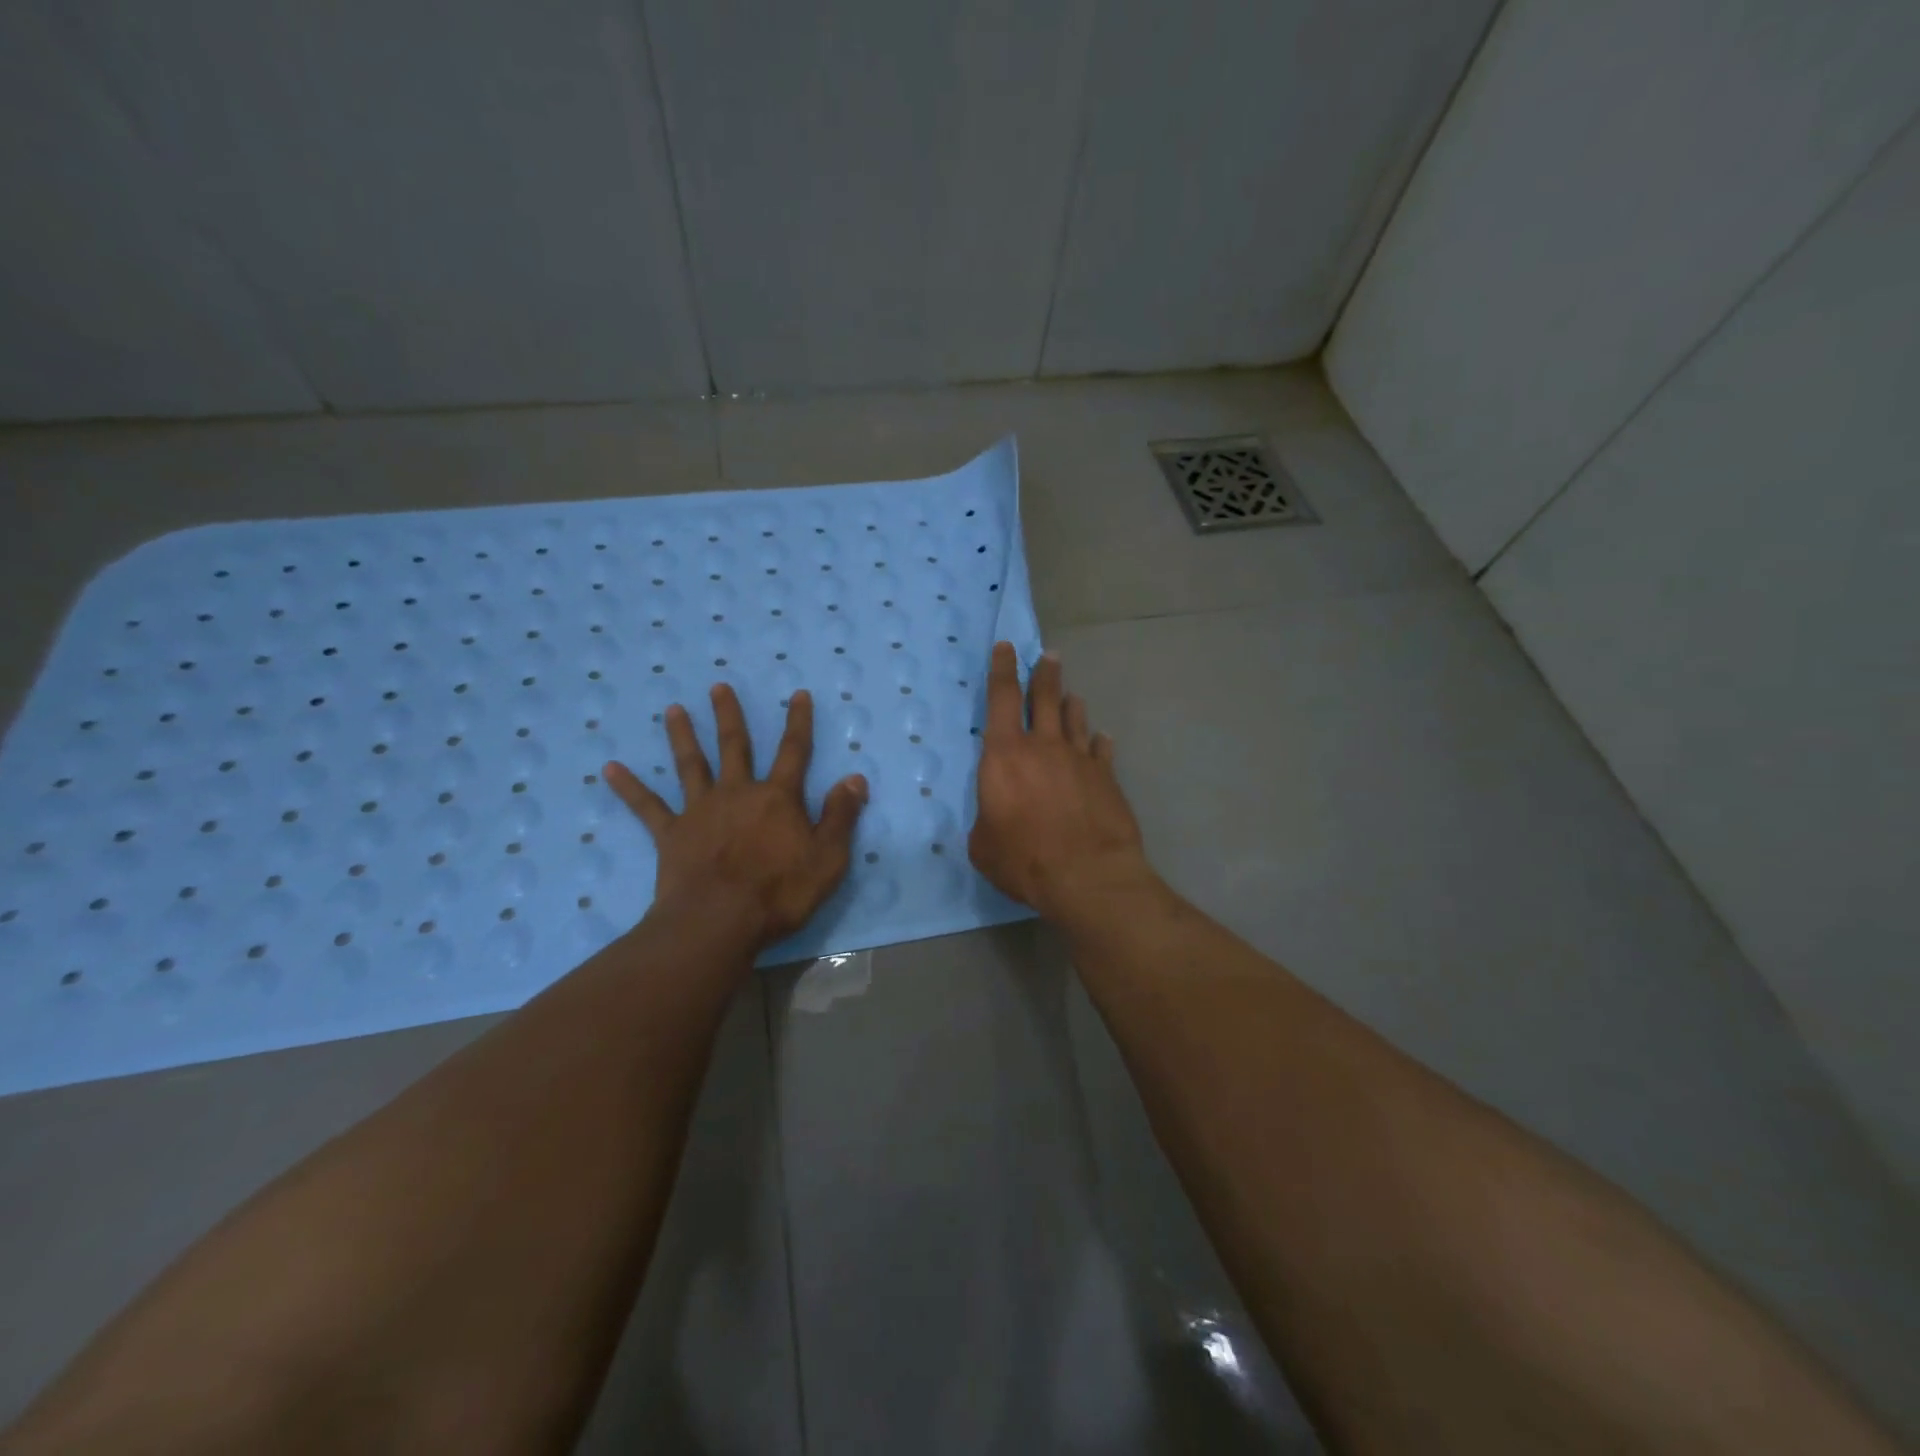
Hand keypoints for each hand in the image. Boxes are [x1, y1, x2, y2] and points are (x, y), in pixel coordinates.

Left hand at [605, 685, 867, 947]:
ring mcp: (700, 811)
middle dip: (729, 716)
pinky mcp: (671, 834)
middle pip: (735, 747)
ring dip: (682, 736)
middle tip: (718, 687)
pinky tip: (609, 769)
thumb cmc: (780, 892)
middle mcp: (737, 793)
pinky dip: (629, 787)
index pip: (794, 751)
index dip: (798, 722)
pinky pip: (647, 807)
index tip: (797, 694)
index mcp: (777, 798)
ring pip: (691, 765)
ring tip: (674, 709)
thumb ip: (840, 815)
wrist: (719, 921)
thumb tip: (854, 777)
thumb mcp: (828, 857)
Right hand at [968, 643, 1152, 921]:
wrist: (1087, 876)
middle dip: (1045, 673)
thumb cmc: (1023, 859)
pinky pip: (1101, 750)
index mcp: (1005, 755)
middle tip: (1049, 656)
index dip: (1002, 670)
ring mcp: (1080, 759)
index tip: (1006, 647)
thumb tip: (995, 817)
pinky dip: (1099, 742)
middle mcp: (1044, 746)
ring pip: (1075, 719)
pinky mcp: (1107, 778)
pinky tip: (1102, 739)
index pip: (1002, 699)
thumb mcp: (983, 845)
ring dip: (1071, 704)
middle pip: (1046, 697)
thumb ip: (987, 821)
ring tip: (1071, 695)